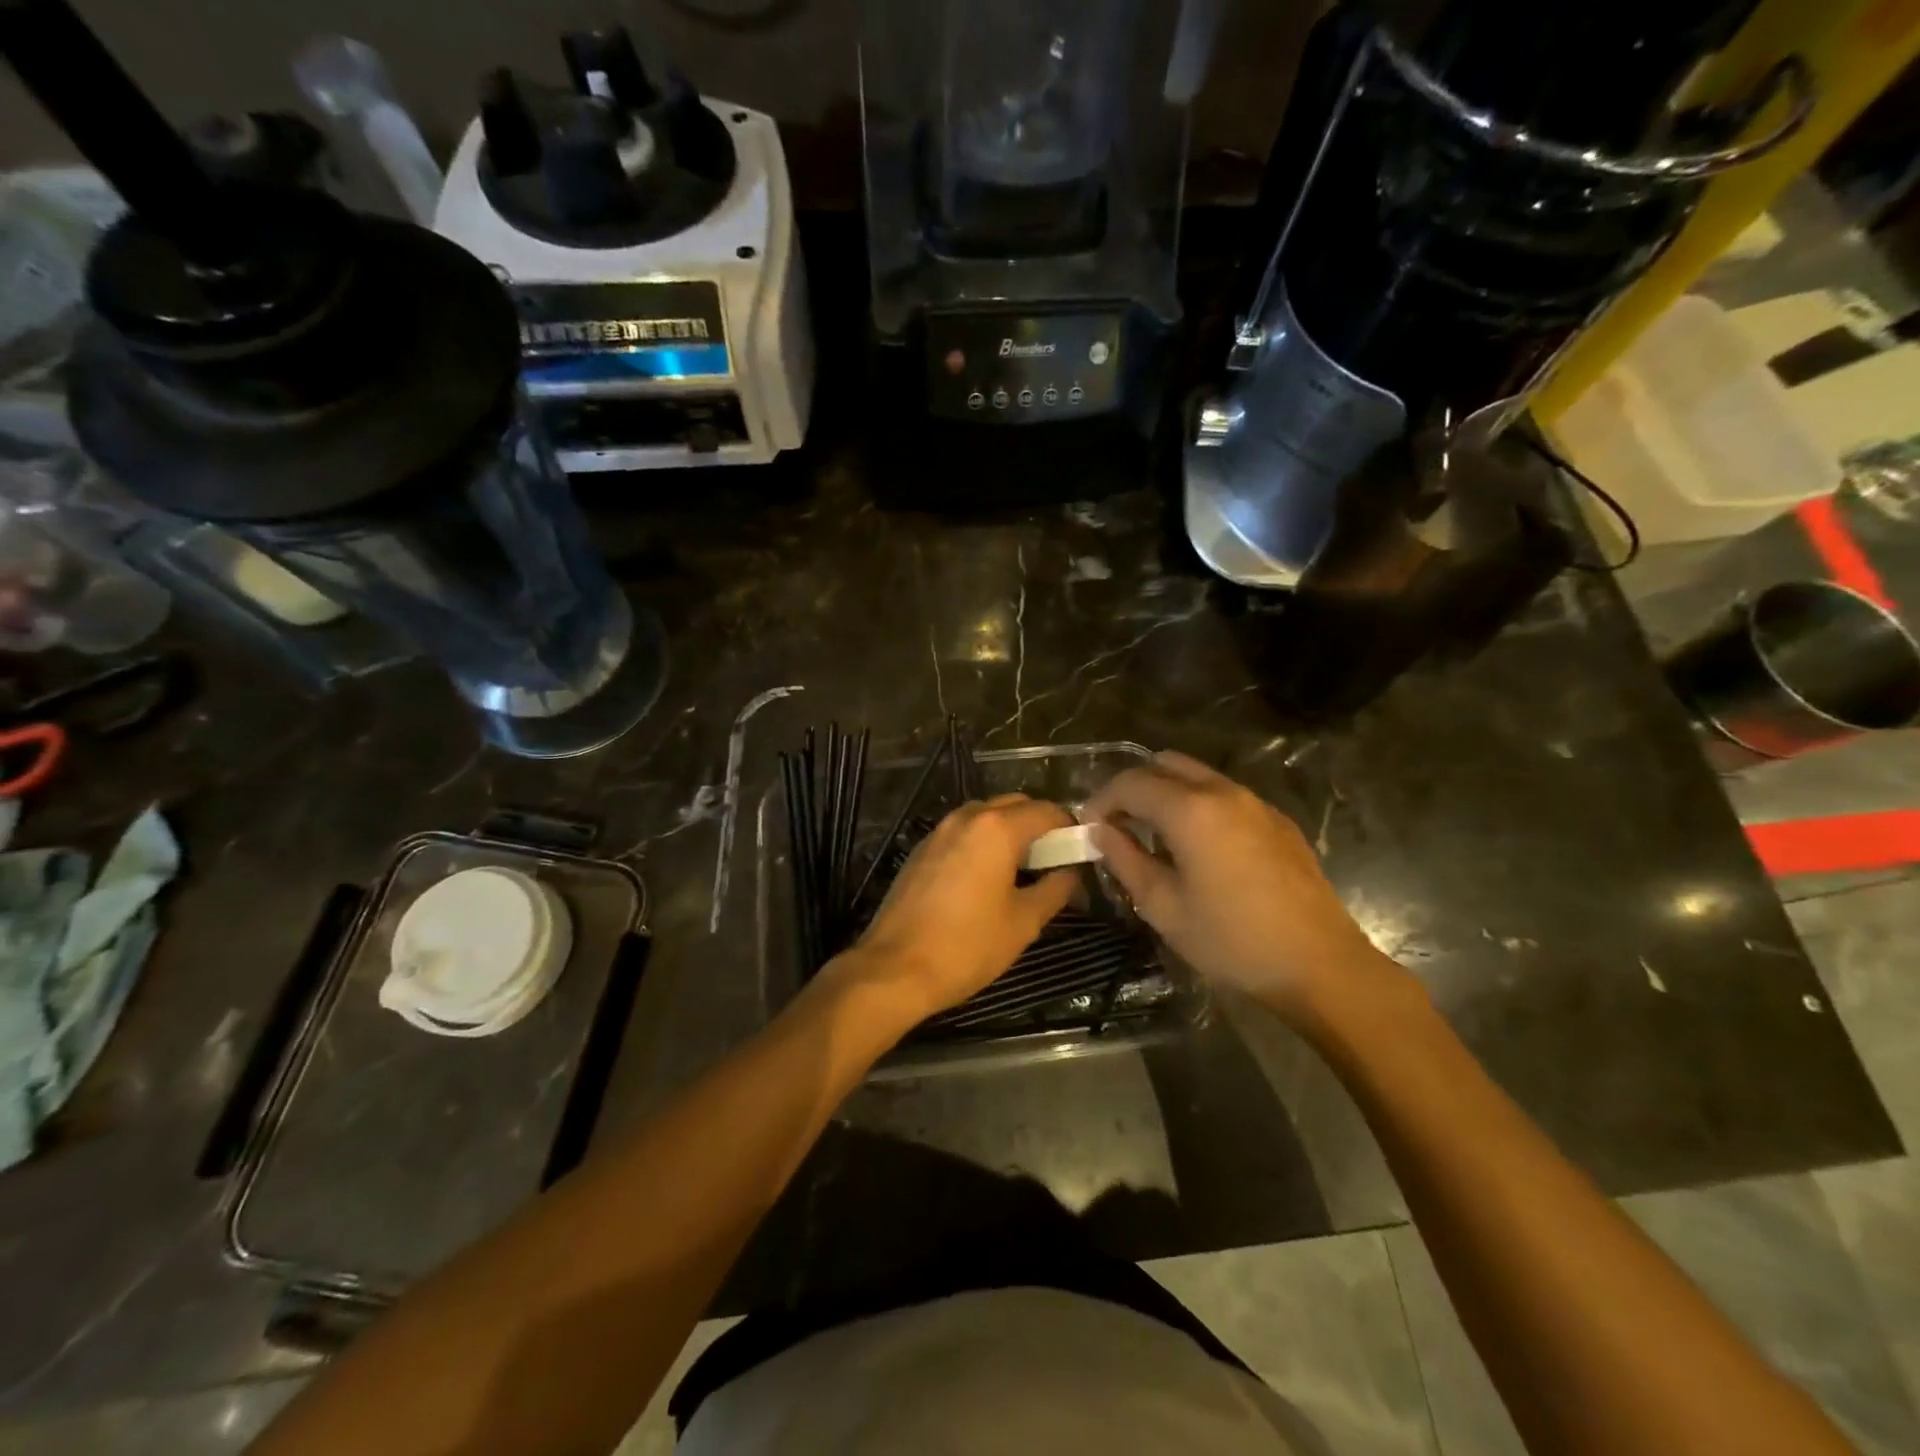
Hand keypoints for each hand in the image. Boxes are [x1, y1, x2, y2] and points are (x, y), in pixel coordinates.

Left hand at [827, 794, 1076, 1030]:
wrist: (895, 968)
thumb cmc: (967, 946)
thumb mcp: (1023, 922)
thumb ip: (1055, 889)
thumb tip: (1071, 873)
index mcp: (997, 829)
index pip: (1047, 811)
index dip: (1069, 827)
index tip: (1081, 851)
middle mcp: (967, 818)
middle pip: (1014, 805)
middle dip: (1039, 824)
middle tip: (1054, 859)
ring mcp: (939, 831)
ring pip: (985, 815)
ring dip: (1009, 830)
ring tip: (1022, 868)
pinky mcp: (921, 849)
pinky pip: (962, 832)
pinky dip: (982, 841)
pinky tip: (986, 876)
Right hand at [1086, 752, 1406, 1023]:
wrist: (1320, 965)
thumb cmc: (1232, 941)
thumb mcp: (1164, 907)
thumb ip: (1125, 860)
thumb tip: (1100, 832)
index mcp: (1191, 810)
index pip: (1131, 783)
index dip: (1102, 800)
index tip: (1089, 828)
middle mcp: (1224, 792)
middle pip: (1165, 765)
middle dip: (1134, 788)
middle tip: (1119, 825)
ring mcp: (1256, 803)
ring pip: (1198, 776)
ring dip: (1168, 794)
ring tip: (1155, 836)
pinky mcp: (1278, 821)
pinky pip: (1226, 796)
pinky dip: (1199, 805)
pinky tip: (1200, 848)